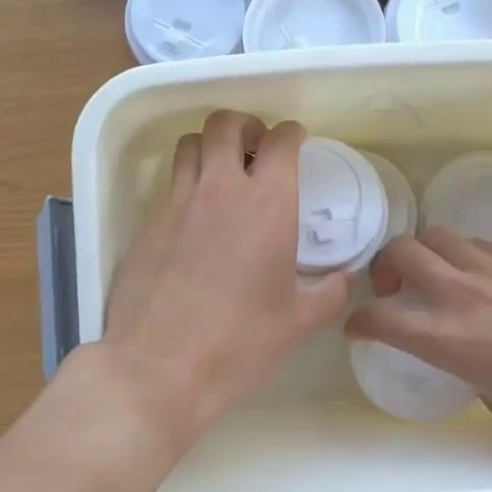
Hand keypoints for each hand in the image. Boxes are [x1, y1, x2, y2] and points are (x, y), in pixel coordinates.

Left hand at [98, 111, 351, 444]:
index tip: (296, 142)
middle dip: (245, 125)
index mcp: (266, 205)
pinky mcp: (147, 227)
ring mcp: (176, 205)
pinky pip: (169, 187)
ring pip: (189, 146)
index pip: (279, 141)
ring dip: (209, 147)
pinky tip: (195, 221)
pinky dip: (186, 186)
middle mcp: (219, 190)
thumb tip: (345, 279)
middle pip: (225, 124)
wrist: (160, 368)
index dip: (291, 134)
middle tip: (256, 148)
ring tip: (221, 172)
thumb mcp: (299, 323)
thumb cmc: (240, 344)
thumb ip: (330, 294)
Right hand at [346, 230, 491, 440]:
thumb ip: (482, 385)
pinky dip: (472, 258)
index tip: (360, 328)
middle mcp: (463, 294)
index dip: (360, 322)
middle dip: (386, 265)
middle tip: (395, 287)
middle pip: (403, 250)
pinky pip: (485, 246)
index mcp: (448, 340)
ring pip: (443, 237)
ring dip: (428, 253)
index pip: (380, 318)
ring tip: (441, 276)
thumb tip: (486, 374)